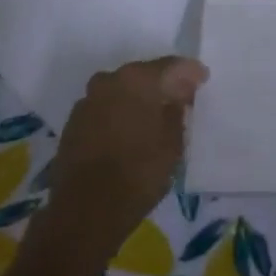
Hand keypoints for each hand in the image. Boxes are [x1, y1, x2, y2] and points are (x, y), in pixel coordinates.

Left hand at [36, 57, 206, 263]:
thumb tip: (177, 95)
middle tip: (179, 97)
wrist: (85, 210)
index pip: (170, 66)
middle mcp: (109, 80)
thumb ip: (177, 111)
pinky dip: (118, 115)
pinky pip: (104, 109)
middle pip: (142, 75)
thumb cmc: (139, 173)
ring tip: (153, 117)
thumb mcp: (172, 143)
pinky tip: (128, 132)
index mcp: (137, 79)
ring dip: (137, 99)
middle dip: (162, 84)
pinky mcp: (73, 123)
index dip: (189, 71)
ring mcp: (87, 101)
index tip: (202, 78)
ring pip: (120, 91)